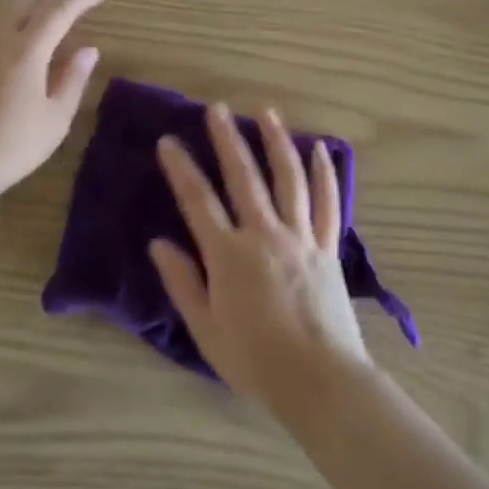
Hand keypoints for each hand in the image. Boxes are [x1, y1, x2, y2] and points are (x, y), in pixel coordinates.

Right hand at [148, 103, 373, 412]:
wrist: (319, 380)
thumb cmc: (255, 361)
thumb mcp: (205, 330)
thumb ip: (183, 283)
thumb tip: (159, 243)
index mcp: (229, 255)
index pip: (198, 201)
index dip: (181, 169)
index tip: (169, 141)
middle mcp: (264, 235)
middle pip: (244, 177)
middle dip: (228, 139)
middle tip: (217, 108)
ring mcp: (301, 237)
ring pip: (289, 179)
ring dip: (277, 142)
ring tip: (267, 112)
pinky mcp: (329, 247)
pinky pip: (328, 203)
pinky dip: (325, 174)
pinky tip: (320, 149)